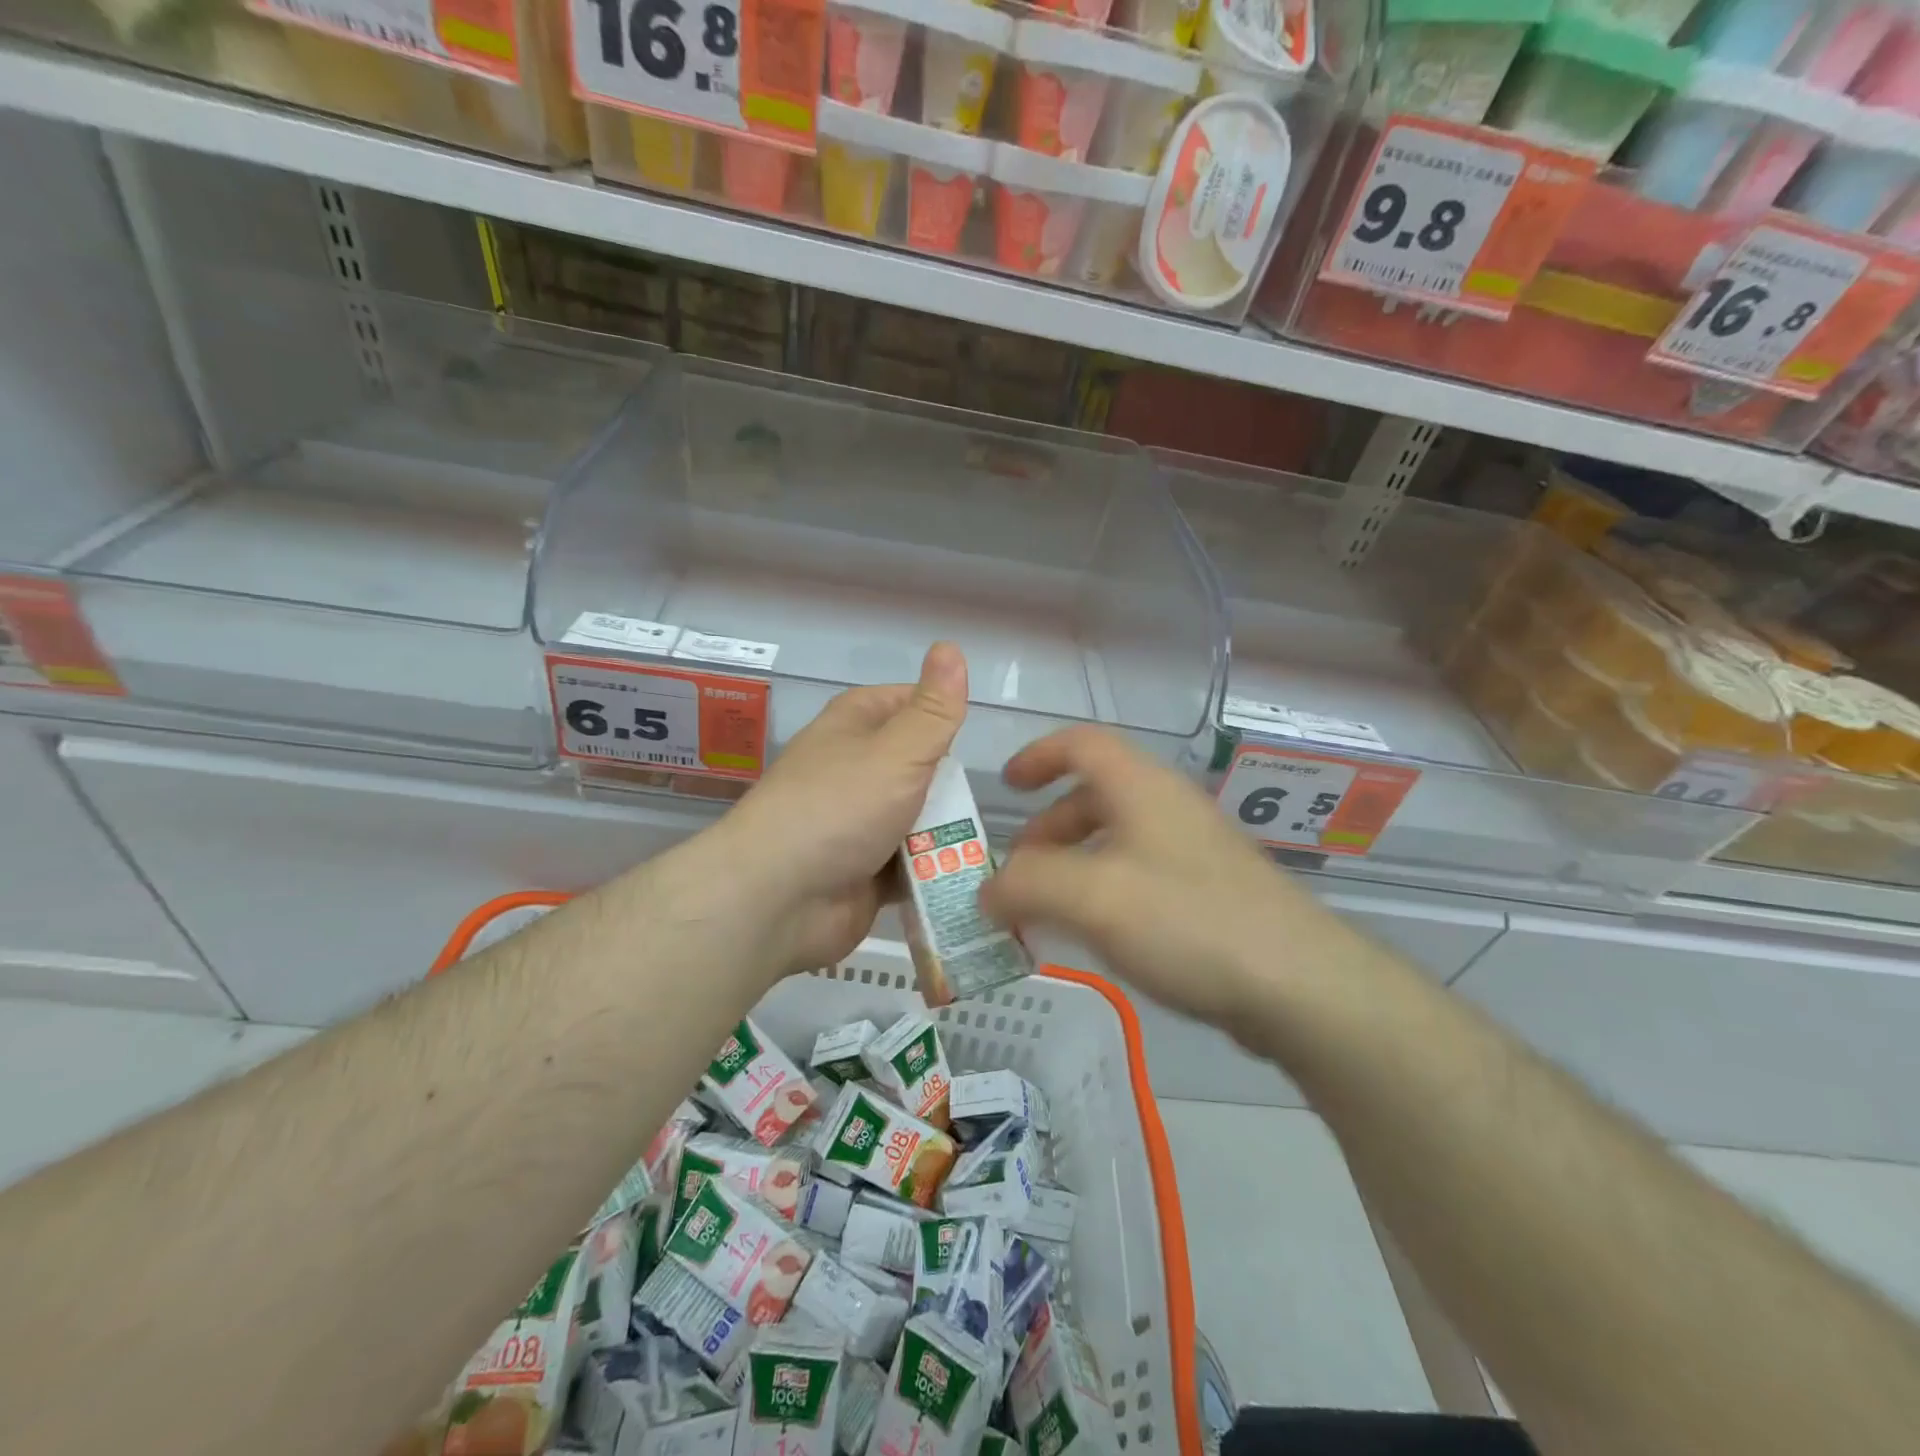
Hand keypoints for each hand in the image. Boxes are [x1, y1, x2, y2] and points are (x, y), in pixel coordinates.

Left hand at [717, 642, 968, 974]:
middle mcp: (855, 766)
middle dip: (951, 789)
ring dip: (944, 834)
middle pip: (922, 766)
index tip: (974, 741)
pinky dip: (931, 870)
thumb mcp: (899, 751)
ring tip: (978, 849)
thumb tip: (951, 646)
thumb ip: (934, 710)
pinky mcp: (864, 867)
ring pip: (919, 817)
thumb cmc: (840, 808)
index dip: (944, 718)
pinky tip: (960, 877)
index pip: (912, 703)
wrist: (778, 898)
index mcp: (856, 723)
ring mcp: (857, 820)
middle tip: (977, 807)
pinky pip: (910, 862)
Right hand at [981, 727, 1332, 1027]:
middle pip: (1094, 796)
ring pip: (1116, 840)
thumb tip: (988, 889)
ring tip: (1046, 913)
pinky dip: (1103, 893)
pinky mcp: (1210, 893)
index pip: (1081, 744)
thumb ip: (1026, 884)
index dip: (1038, 756)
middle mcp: (1168, 808)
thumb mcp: (1092, 896)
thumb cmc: (1188, 922)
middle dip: (1047, 829)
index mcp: (1141, 788)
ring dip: (1072, 866)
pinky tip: (1096, 937)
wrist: (1300, 986)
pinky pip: (1139, 877)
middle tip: (1017, 873)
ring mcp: (1194, 852)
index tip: (1005, 786)